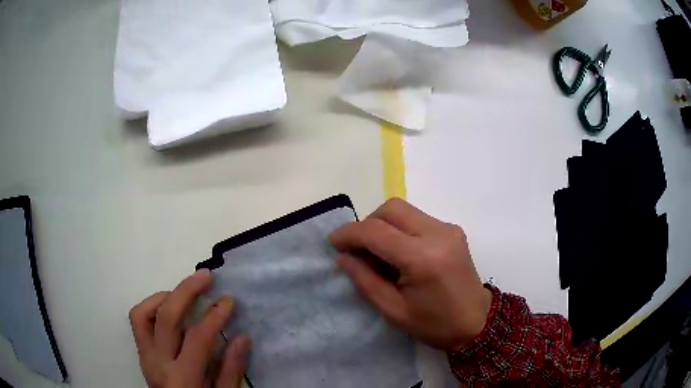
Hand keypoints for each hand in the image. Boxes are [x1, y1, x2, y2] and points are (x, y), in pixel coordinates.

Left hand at [129, 270, 250, 387]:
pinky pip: (138, 321)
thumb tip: (241, 337)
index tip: (228, 301)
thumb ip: (231, 370)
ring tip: (184, 293)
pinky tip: (169, 308)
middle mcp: (157, 363)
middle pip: (166, 317)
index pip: (196, 338)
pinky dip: (152, 307)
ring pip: (143, 314)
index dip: (214, 316)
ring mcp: (145, 356)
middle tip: (205, 277)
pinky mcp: (141, 352)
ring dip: (164, 297)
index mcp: (182, 378)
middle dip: (187, 291)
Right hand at [329, 198, 491, 351]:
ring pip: (404, 210)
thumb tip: (343, 256)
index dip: (349, 233)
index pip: (376, 231)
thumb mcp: (393, 310)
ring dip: (383, 225)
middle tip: (358, 250)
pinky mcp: (452, 229)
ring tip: (378, 254)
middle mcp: (438, 234)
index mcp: (423, 259)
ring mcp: (448, 228)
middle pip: (391, 208)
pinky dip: (400, 229)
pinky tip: (399, 253)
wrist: (476, 322)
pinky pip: (417, 218)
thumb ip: (365, 280)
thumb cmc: (434, 324)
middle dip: (367, 224)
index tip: (333, 243)